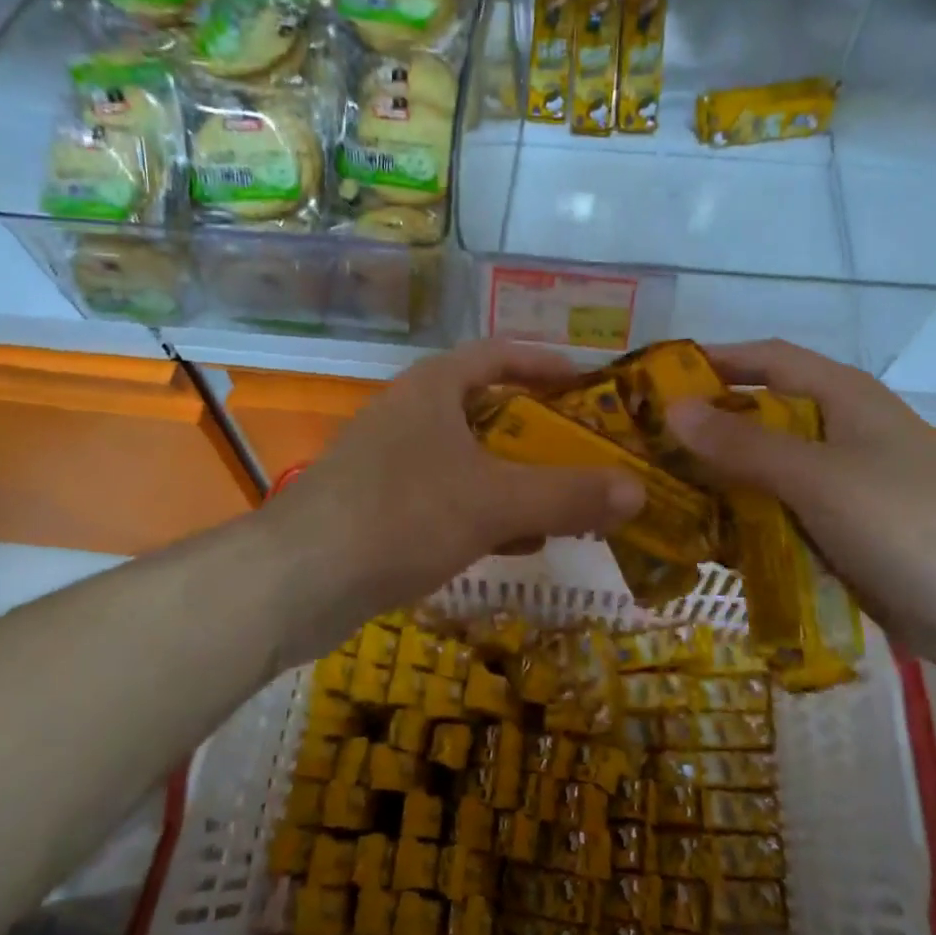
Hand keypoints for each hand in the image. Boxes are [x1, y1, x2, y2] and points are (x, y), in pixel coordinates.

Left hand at [260, 340, 644, 659]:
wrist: (296, 581)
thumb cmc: (400, 516)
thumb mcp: (495, 501)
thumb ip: (568, 495)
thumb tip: (639, 491)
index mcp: (432, 388)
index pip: (497, 353)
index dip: (544, 362)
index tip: (587, 383)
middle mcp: (409, 415)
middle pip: (487, 407)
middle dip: (538, 429)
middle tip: (587, 448)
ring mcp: (390, 462)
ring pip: (469, 458)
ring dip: (516, 476)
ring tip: (566, 499)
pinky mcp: (379, 508)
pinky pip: (447, 498)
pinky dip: (485, 511)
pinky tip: (516, 542)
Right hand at [666, 341, 935, 690]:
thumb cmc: (905, 523)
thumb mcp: (817, 477)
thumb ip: (742, 445)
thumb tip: (673, 409)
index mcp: (843, 397)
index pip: (767, 359)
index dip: (714, 360)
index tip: (657, 376)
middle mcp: (841, 430)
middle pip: (762, 415)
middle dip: (708, 426)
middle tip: (646, 443)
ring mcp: (845, 482)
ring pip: (769, 467)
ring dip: (723, 476)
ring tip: (663, 491)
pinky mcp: (845, 528)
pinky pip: (783, 510)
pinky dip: (748, 517)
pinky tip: (710, 538)